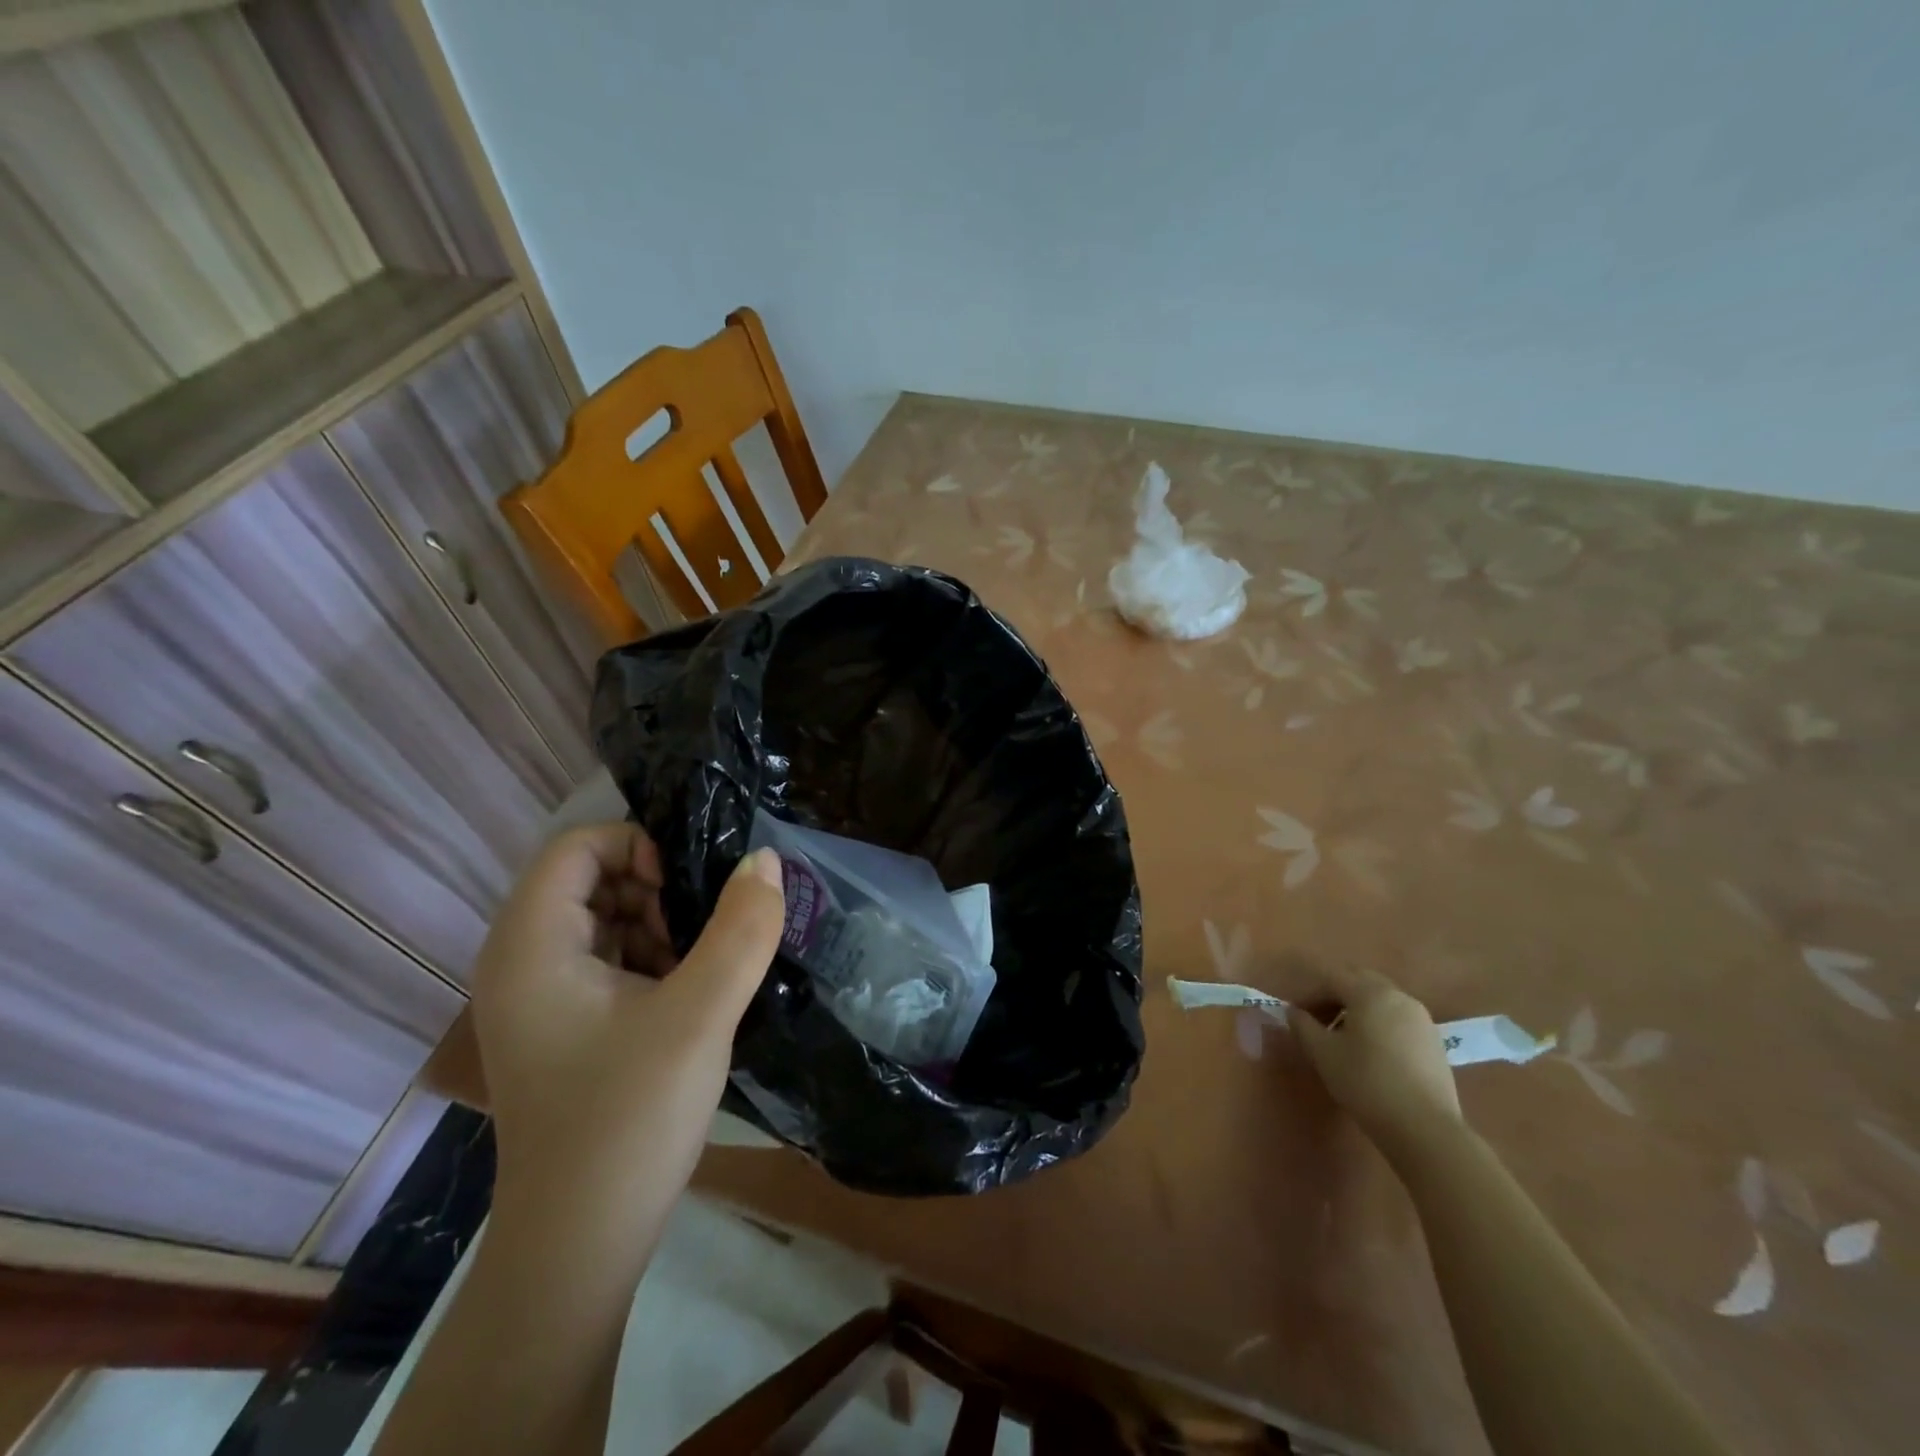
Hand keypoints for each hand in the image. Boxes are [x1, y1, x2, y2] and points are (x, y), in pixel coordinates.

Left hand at [469, 823, 784, 1228]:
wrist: (580, 1246)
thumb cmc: (629, 1120)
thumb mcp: (700, 1015)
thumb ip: (741, 930)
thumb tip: (765, 858)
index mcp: (531, 946)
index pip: (578, 845)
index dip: (638, 848)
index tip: (686, 894)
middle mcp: (522, 961)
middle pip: (592, 878)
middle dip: (657, 892)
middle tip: (702, 939)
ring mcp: (540, 997)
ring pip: (607, 918)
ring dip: (661, 928)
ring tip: (701, 973)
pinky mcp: (564, 1025)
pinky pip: (609, 959)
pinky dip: (653, 961)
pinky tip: (687, 1000)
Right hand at [1287, 963, 1461, 1147]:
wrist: (1425, 1129)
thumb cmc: (1366, 1083)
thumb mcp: (1323, 1054)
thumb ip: (1303, 1026)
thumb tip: (1294, 1012)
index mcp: (1370, 993)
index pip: (1332, 978)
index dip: (1309, 992)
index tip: (1296, 1014)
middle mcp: (1399, 997)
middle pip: (1360, 982)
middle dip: (1335, 995)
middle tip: (1318, 1020)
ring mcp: (1421, 1019)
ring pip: (1381, 1000)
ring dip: (1358, 1009)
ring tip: (1343, 1037)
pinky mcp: (1434, 1042)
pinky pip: (1398, 1019)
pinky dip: (1379, 1023)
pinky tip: (1371, 1052)